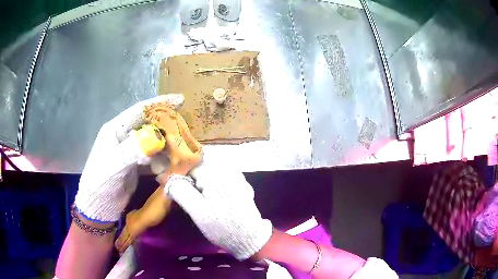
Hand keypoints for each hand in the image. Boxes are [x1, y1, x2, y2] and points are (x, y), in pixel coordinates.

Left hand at [74, 94, 183, 222]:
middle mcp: (123, 137)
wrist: (98, 208)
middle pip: (148, 125)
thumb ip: (132, 150)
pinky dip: (163, 159)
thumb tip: (157, 138)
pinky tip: (173, 162)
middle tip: (185, 130)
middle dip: (166, 125)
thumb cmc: (100, 184)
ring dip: (167, 144)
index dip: (158, 104)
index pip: (138, 111)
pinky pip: (153, 157)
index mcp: (115, 130)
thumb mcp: (113, 166)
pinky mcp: (136, 164)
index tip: (180, 100)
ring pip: (152, 141)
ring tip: (183, 147)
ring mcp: (130, 151)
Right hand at [160, 155, 272, 259]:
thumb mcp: (197, 211)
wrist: (249, 238)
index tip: (169, 182)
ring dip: (199, 178)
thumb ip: (180, 190)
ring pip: (211, 170)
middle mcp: (228, 169)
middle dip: (189, 174)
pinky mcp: (241, 185)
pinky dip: (210, 182)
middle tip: (180, 189)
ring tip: (192, 193)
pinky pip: (221, 176)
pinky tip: (208, 195)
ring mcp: (237, 177)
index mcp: (216, 173)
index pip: (190, 164)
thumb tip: (165, 177)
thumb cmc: (221, 225)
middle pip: (202, 164)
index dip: (178, 172)